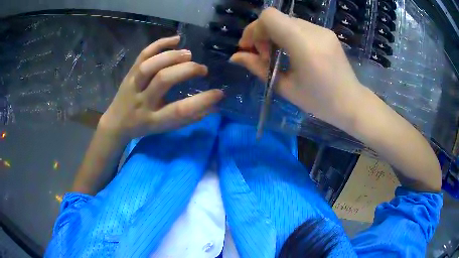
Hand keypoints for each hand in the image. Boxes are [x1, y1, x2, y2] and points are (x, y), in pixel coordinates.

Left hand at [99, 36, 223, 143]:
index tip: (219, 93)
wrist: (117, 122)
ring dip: (172, 56)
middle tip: (202, 69)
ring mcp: (133, 85)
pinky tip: (175, 40)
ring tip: (189, 54)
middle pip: (163, 80)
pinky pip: (143, 54)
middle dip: (186, 70)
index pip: (179, 110)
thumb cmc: (145, 126)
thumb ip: (188, 117)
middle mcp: (141, 101)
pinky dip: (160, 44)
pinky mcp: (129, 72)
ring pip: (150, 65)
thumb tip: (214, 106)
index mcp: (153, 119)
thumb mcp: (166, 127)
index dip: (201, 101)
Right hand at [230, 8, 365, 129]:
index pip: (270, 17)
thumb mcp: (285, 88)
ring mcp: (322, 30)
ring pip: (287, 21)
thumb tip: (235, 57)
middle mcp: (314, 31)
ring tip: (277, 55)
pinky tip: (292, 52)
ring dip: (275, 34)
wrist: (351, 103)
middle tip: (263, 56)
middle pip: (276, 17)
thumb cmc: (319, 102)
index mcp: (304, 45)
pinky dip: (288, 35)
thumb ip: (258, 68)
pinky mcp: (327, 33)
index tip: (252, 49)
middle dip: (262, 33)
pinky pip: (299, 26)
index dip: (254, 29)